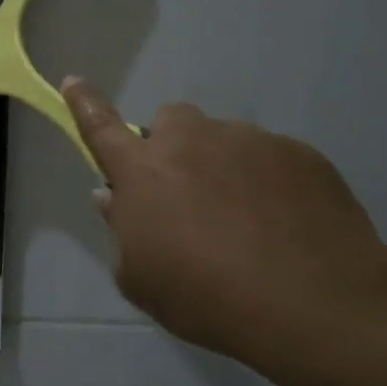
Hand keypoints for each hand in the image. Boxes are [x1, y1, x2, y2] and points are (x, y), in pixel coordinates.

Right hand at [62, 78, 386, 357]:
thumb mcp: (141, 279)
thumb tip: (112, 197)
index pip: (100, 126)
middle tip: (188, 193)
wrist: (314, 304)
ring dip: (223, 166)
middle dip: (173, 146)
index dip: (83, 103)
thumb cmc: (206, 296)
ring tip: (248, 221)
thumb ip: (121, 230)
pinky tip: (285, 225)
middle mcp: (191, 140)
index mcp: (143, 170)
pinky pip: (271, 158)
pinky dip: (269, 182)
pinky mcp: (300, 153)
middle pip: (171, 121)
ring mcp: (249, 141)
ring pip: (224, 140)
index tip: (73, 81)